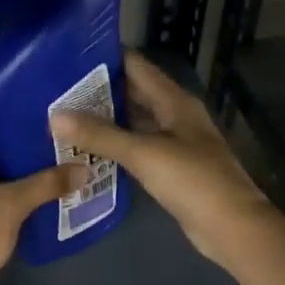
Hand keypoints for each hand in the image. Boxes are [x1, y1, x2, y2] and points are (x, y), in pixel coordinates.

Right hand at [52, 51, 276, 269]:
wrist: (230, 226)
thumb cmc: (192, 180)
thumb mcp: (143, 153)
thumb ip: (100, 135)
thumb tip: (54, 116)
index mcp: (174, 101)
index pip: (136, 66)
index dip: (104, 59)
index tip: (67, 58)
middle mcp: (175, 116)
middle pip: (133, 93)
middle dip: (98, 91)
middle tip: (56, 92)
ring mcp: (174, 143)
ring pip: (134, 122)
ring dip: (104, 120)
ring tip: (63, 117)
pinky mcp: (171, 169)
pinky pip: (137, 149)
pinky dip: (115, 147)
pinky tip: (87, 151)